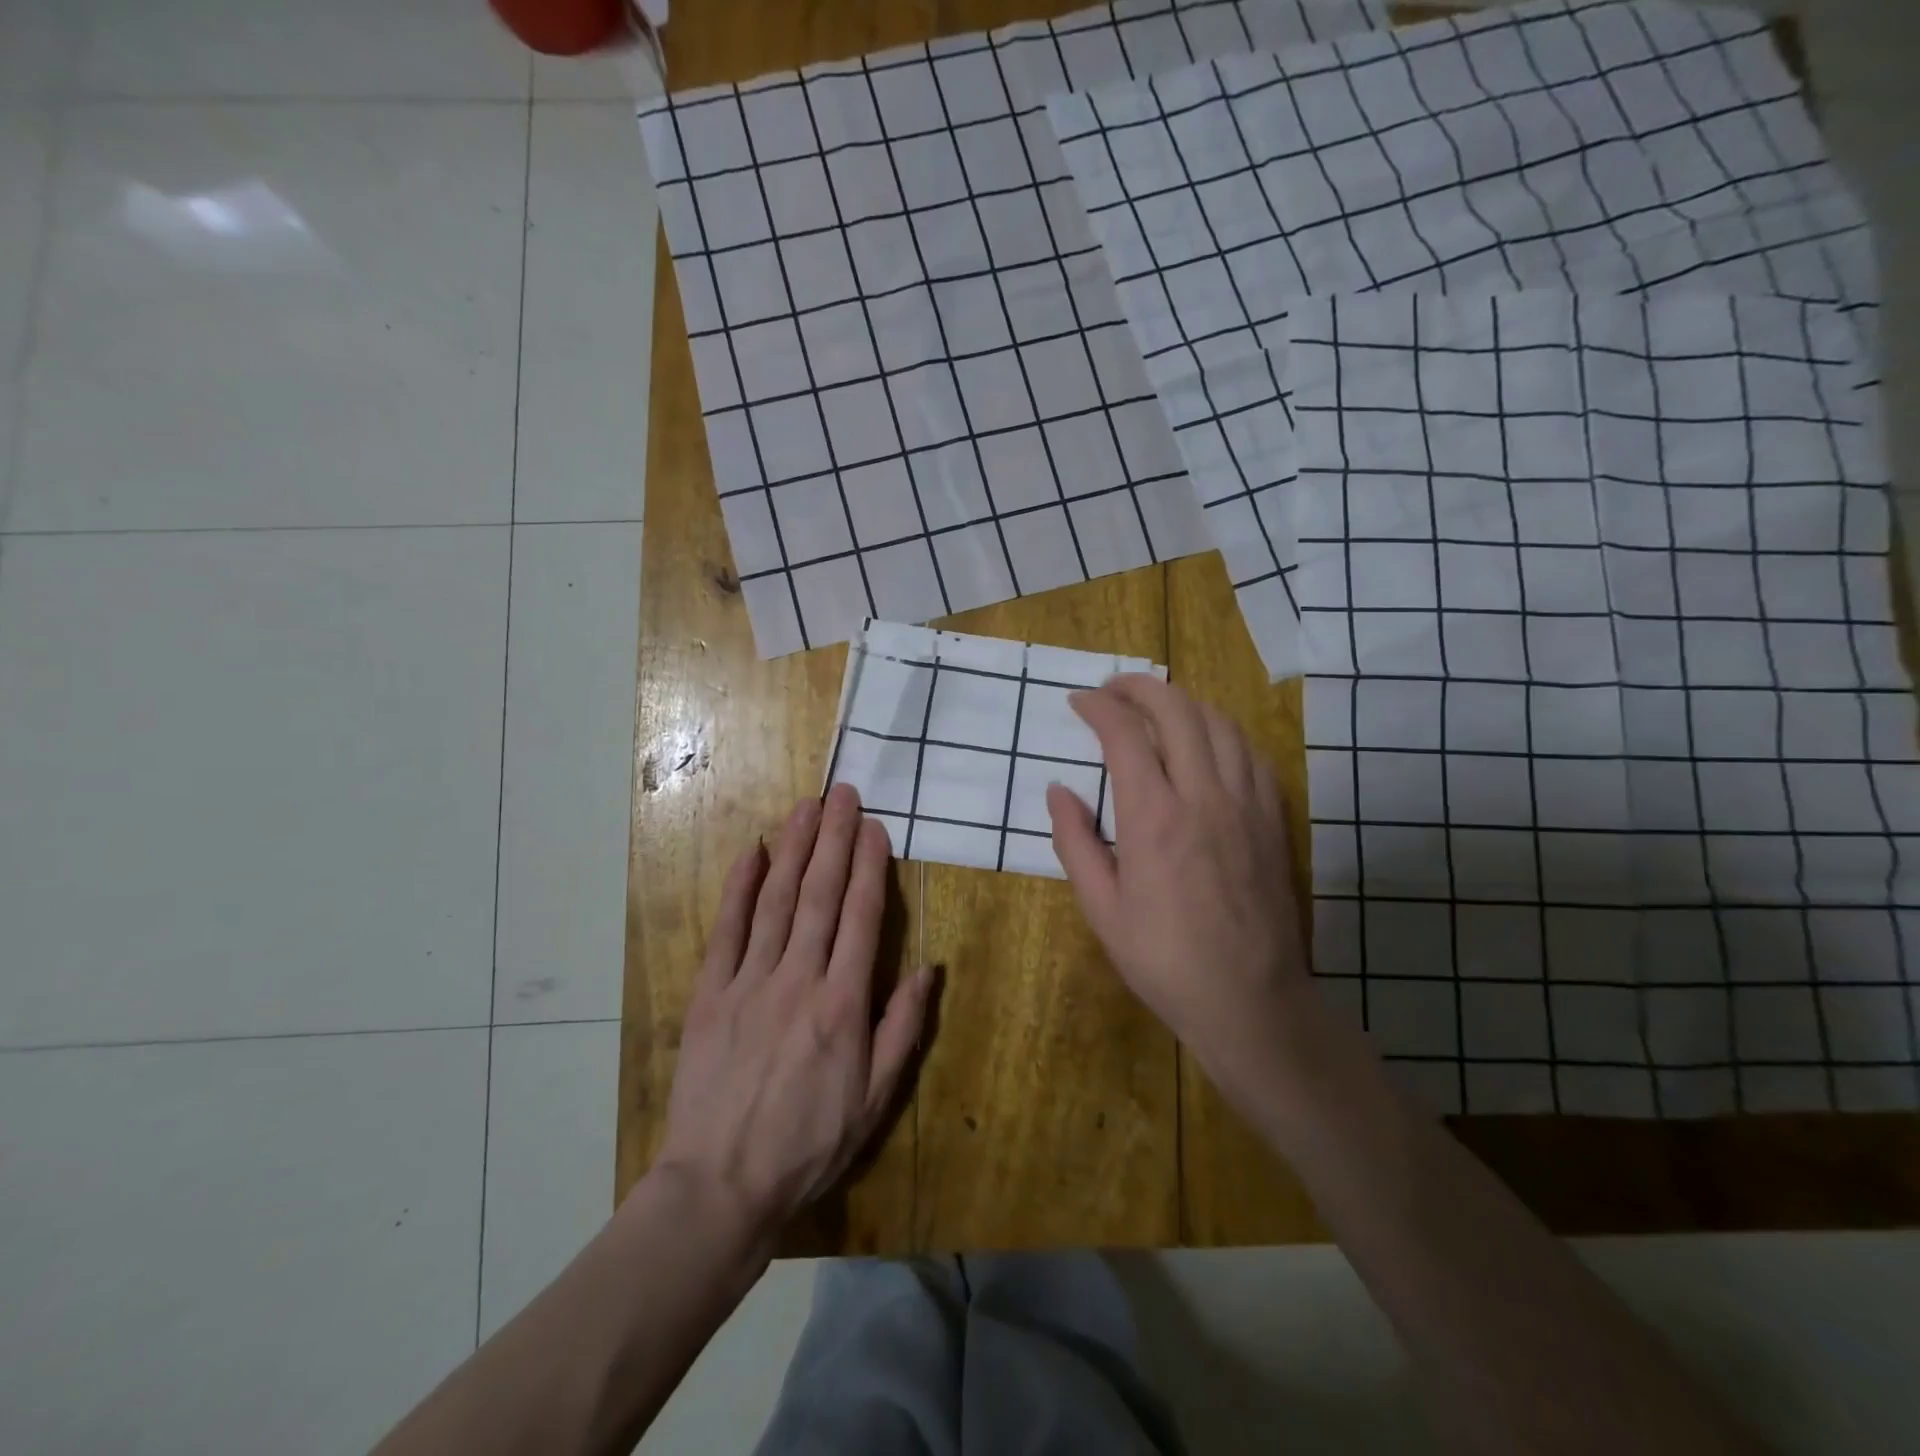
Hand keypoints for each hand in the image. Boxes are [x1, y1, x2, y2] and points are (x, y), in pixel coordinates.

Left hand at [655, 785, 933, 1242]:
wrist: (721, 1185)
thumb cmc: (809, 1143)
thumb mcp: (875, 1099)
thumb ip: (902, 1028)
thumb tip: (926, 969)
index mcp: (843, 1003)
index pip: (861, 917)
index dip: (870, 867)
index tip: (874, 827)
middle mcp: (799, 978)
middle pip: (820, 895)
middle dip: (834, 839)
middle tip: (842, 794)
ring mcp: (750, 982)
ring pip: (776, 900)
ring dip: (794, 849)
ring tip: (806, 807)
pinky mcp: (710, 994)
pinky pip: (726, 930)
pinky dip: (738, 888)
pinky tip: (752, 852)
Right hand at [1047, 675, 1309, 1091]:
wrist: (1250, 1001)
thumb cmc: (1164, 960)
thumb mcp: (1101, 908)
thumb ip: (1075, 841)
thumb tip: (1058, 790)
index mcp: (1153, 818)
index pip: (1124, 735)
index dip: (1098, 707)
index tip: (1079, 701)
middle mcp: (1203, 796)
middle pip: (1176, 710)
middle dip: (1140, 686)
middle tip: (1113, 689)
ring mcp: (1246, 803)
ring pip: (1219, 722)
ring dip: (1183, 702)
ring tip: (1156, 708)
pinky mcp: (1274, 818)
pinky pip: (1251, 752)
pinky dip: (1222, 731)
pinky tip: (1207, 743)